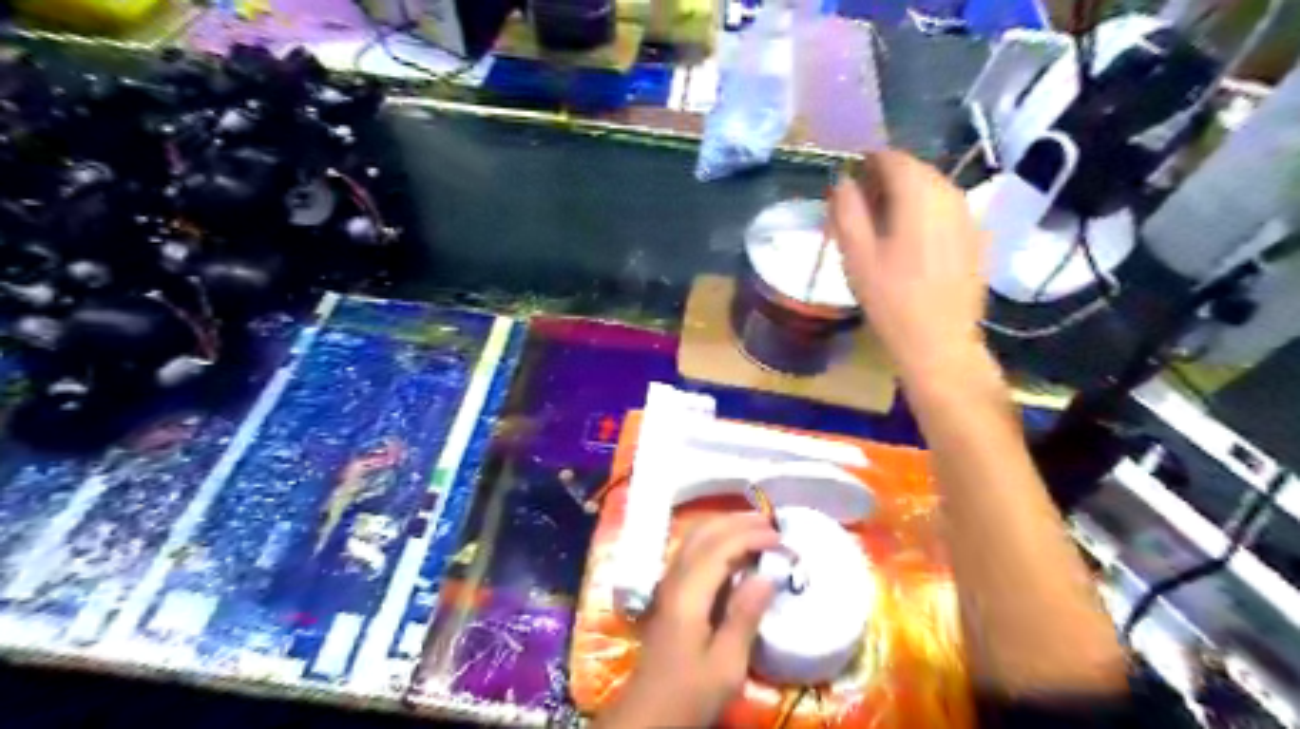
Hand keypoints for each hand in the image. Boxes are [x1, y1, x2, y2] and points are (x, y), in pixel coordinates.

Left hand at [592, 513, 773, 728]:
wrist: (648, 713)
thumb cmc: (689, 693)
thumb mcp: (726, 665)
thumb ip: (745, 617)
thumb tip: (767, 576)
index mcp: (688, 594)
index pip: (720, 547)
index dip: (750, 536)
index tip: (781, 539)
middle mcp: (675, 579)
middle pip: (703, 533)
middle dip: (737, 522)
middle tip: (771, 524)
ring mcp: (668, 583)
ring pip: (694, 538)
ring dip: (725, 526)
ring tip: (756, 529)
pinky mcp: (670, 592)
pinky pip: (692, 551)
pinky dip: (716, 540)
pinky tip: (734, 550)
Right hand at [833, 150, 985, 384]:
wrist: (940, 342)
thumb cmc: (891, 299)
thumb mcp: (856, 255)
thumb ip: (847, 210)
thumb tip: (844, 181)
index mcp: (918, 194)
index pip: (891, 157)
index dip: (866, 164)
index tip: (848, 184)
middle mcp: (950, 194)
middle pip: (915, 170)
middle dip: (886, 180)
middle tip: (861, 208)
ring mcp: (969, 215)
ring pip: (933, 189)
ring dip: (906, 197)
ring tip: (884, 227)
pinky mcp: (978, 237)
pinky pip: (947, 210)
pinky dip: (925, 214)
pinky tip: (912, 245)